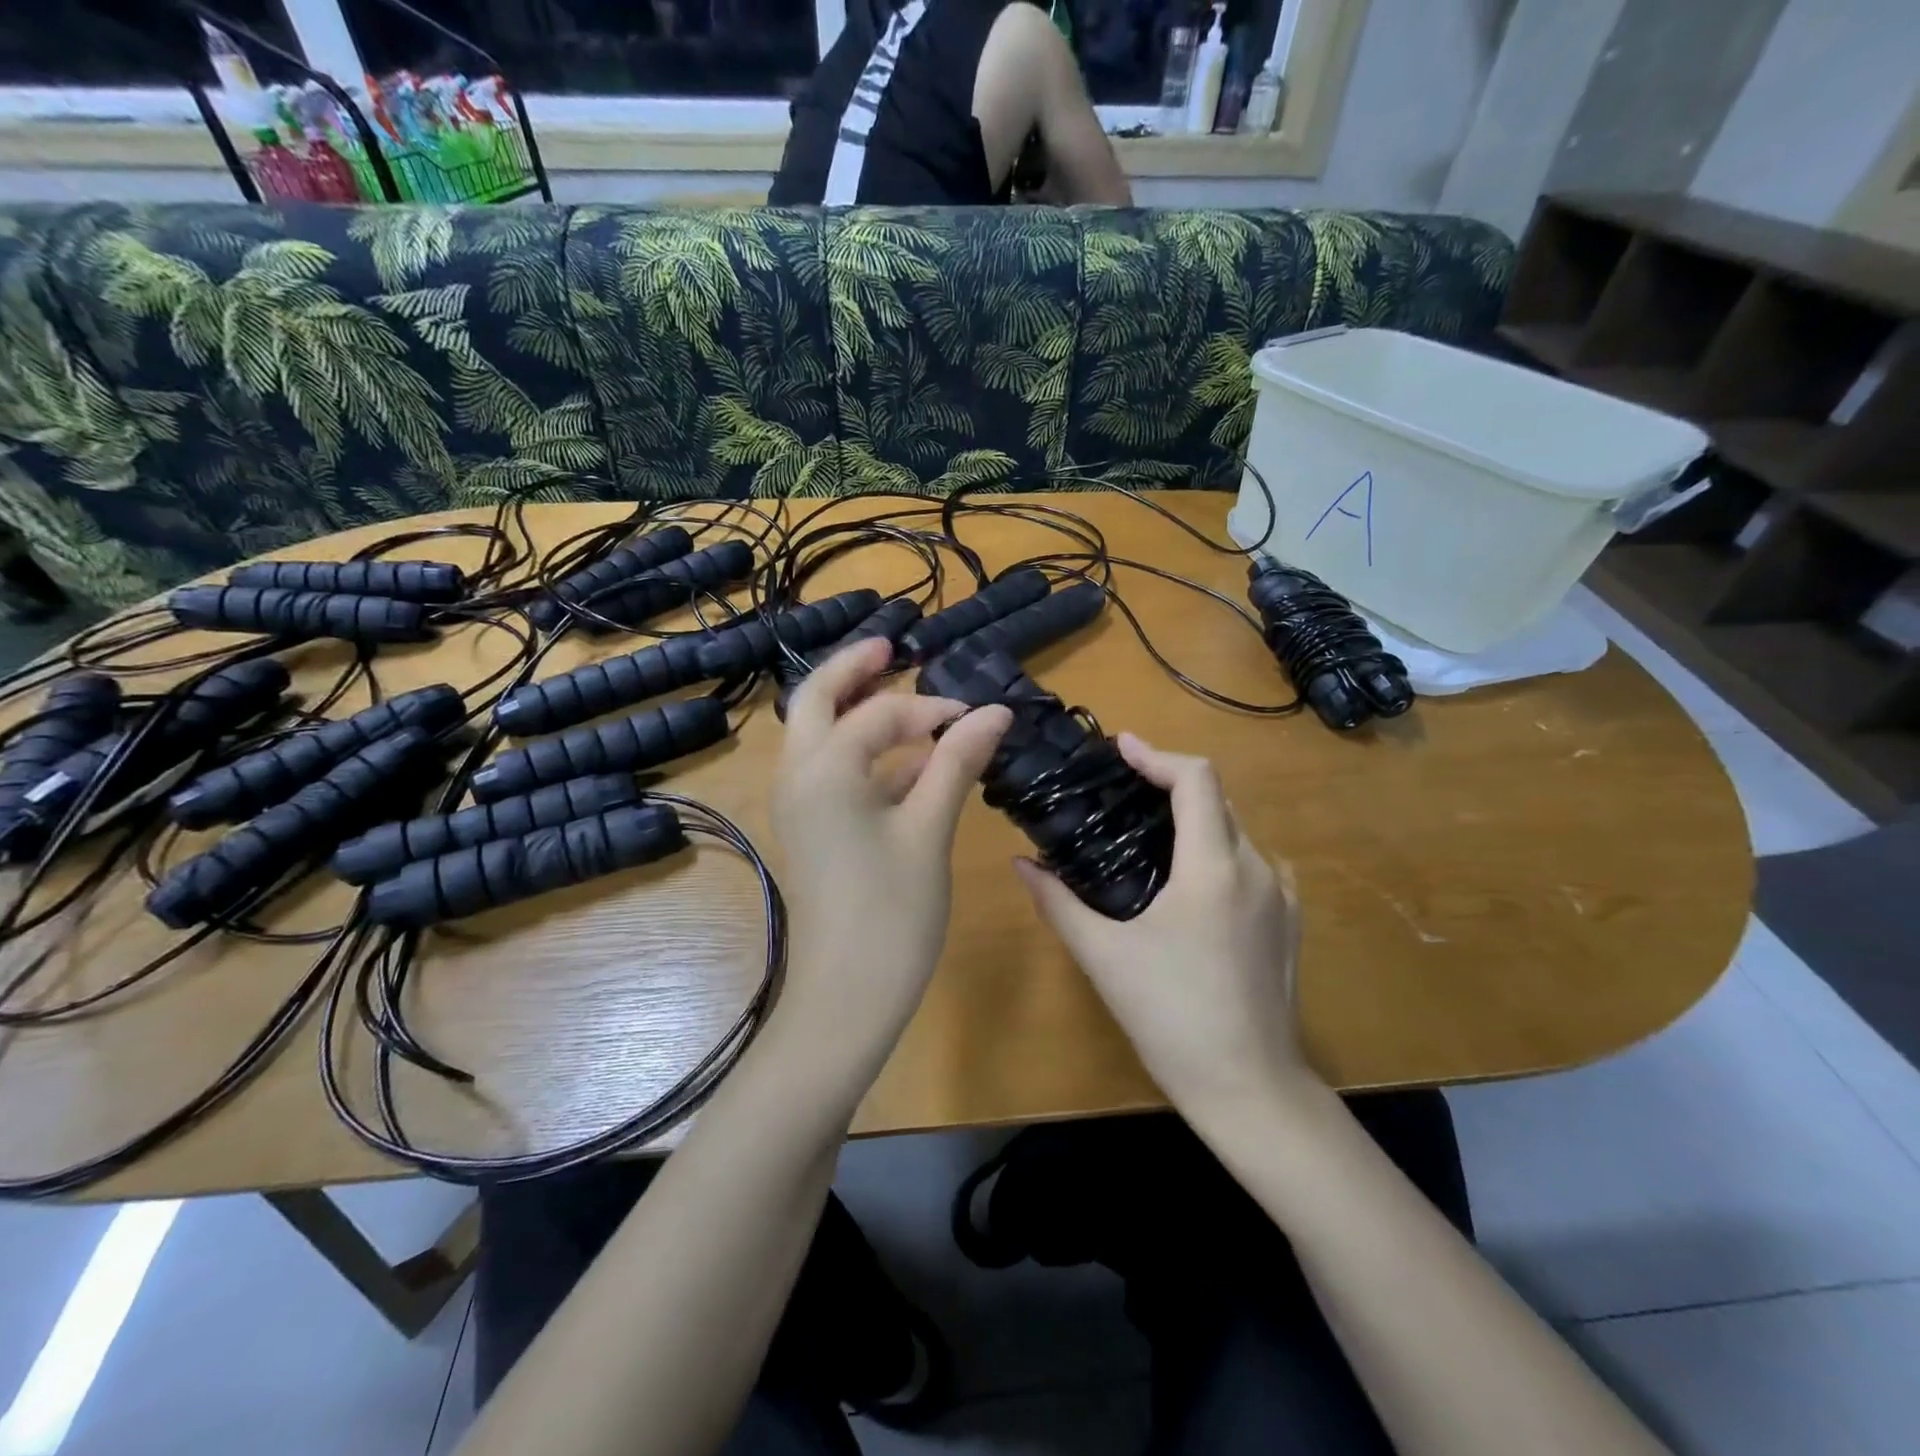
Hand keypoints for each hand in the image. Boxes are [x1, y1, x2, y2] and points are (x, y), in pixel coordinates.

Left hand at [771, 637, 1011, 1070]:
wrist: (845, 998)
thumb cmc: (891, 913)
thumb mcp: (929, 830)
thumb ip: (956, 763)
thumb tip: (996, 711)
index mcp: (823, 769)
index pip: (880, 713)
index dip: (932, 708)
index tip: (979, 717)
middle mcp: (799, 776)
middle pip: (816, 699)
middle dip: (854, 669)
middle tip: (892, 646)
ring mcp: (800, 804)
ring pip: (820, 735)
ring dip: (857, 710)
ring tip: (905, 696)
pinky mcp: (812, 829)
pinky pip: (832, 772)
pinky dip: (866, 755)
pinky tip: (911, 765)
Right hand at [1015, 734, 1308, 1114]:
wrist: (1251, 1089)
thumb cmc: (1172, 1018)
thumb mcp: (1104, 957)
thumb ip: (1058, 903)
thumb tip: (1021, 864)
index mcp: (1214, 868)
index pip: (1197, 780)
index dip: (1157, 755)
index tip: (1120, 747)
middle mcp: (1257, 869)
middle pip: (1217, 800)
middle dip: (1169, 784)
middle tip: (1120, 792)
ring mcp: (1282, 896)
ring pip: (1236, 832)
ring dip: (1193, 820)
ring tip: (1146, 834)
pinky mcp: (1289, 922)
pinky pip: (1252, 864)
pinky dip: (1216, 852)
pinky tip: (1186, 884)